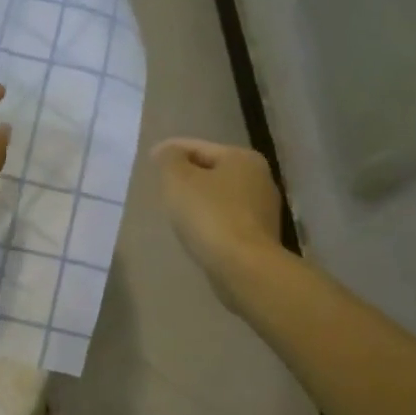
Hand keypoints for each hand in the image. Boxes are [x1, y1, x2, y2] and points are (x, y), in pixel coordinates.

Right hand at [151, 138, 286, 301]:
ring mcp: (264, 210)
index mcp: (243, 158)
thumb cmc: (209, 216)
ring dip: (200, 200)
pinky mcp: (261, 237)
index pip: (200, 147)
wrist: (243, 267)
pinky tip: (196, 231)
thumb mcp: (178, 180)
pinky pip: (227, 220)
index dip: (172, 151)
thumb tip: (169, 151)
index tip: (151, 159)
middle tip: (162, 185)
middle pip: (214, 171)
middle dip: (189, 176)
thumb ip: (169, 159)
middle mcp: (260, 179)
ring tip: (176, 210)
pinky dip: (211, 221)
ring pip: (222, 197)